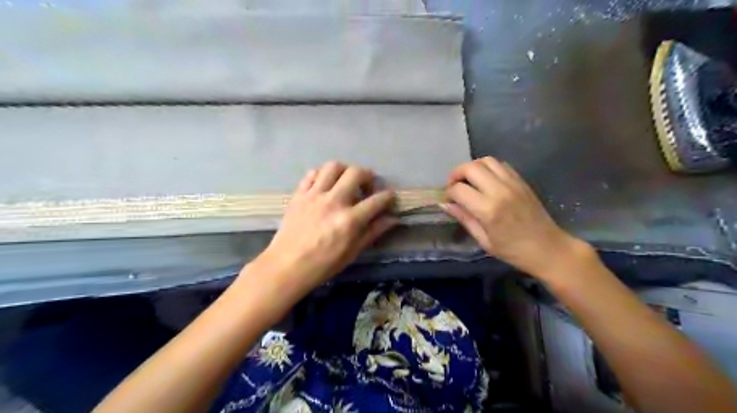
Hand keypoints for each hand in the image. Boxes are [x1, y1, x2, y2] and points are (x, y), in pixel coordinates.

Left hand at [257, 162, 397, 293]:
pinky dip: (322, 175)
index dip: (388, 197)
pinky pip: (312, 173)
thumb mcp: (353, 252)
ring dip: (345, 170)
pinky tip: (325, 185)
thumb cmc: (323, 264)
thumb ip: (373, 232)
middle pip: (356, 173)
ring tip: (346, 182)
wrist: (287, 266)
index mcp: (349, 220)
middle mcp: (334, 202)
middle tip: (367, 187)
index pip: (377, 200)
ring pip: (333, 166)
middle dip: (368, 176)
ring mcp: (314, 195)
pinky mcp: (299, 194)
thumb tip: (393, 219)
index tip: (389, 198)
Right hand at [440, 157, 584, 275]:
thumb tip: (447, 205)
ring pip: (486, 161)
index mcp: (488, 210)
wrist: (548, 248)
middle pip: (471, 167)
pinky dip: (489, 168)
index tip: (448, 199)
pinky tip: (486, 181)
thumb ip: (465, 219)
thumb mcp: (484, 241)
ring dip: (473, 167)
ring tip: (469, 180)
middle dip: (457, 173)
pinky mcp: (522, 181)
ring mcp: (513, 183)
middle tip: (454, 185)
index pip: (459, 189)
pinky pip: (501, 165)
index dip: (449, 192)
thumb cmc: (513, 251)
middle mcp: (500, 191)